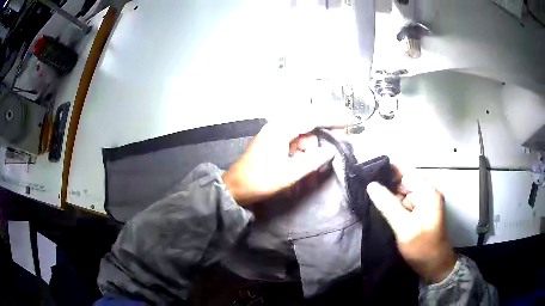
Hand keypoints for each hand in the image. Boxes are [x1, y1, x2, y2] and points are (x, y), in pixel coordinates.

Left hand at [222, 109, 349, 205]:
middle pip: (308, 124)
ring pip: (302, 135)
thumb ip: (314, 160)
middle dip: (319, 139)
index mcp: (281, 129)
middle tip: (327, 152)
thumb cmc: (261, 180)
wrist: (237, 187)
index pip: (312, 117)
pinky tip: (301, 164)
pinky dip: (301, 152)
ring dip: (309, 150)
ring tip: (307, 169)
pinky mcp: (274, 140)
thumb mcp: (290, 173)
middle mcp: (278, 125)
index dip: (332, 118)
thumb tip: (331, 151)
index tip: (349, 121)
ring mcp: (275, 132)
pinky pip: (294, 141)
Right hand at [367, 169, 456, 283]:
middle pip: (402, 181)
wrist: (434, 267)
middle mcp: (425, 194)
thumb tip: (371, 185)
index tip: (367, 170)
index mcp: (427, 192)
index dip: (388, 168)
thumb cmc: (423, 248)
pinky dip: (391, 204)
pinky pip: (401, 204)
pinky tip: (377, 206)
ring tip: (367, 194)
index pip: (406, 171)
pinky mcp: (417, 214)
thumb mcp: (405, 228)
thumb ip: (388, 206)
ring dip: (386, 194)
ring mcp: (421, 204)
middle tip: (363, 185)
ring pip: (400, 193)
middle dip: (385, 182)